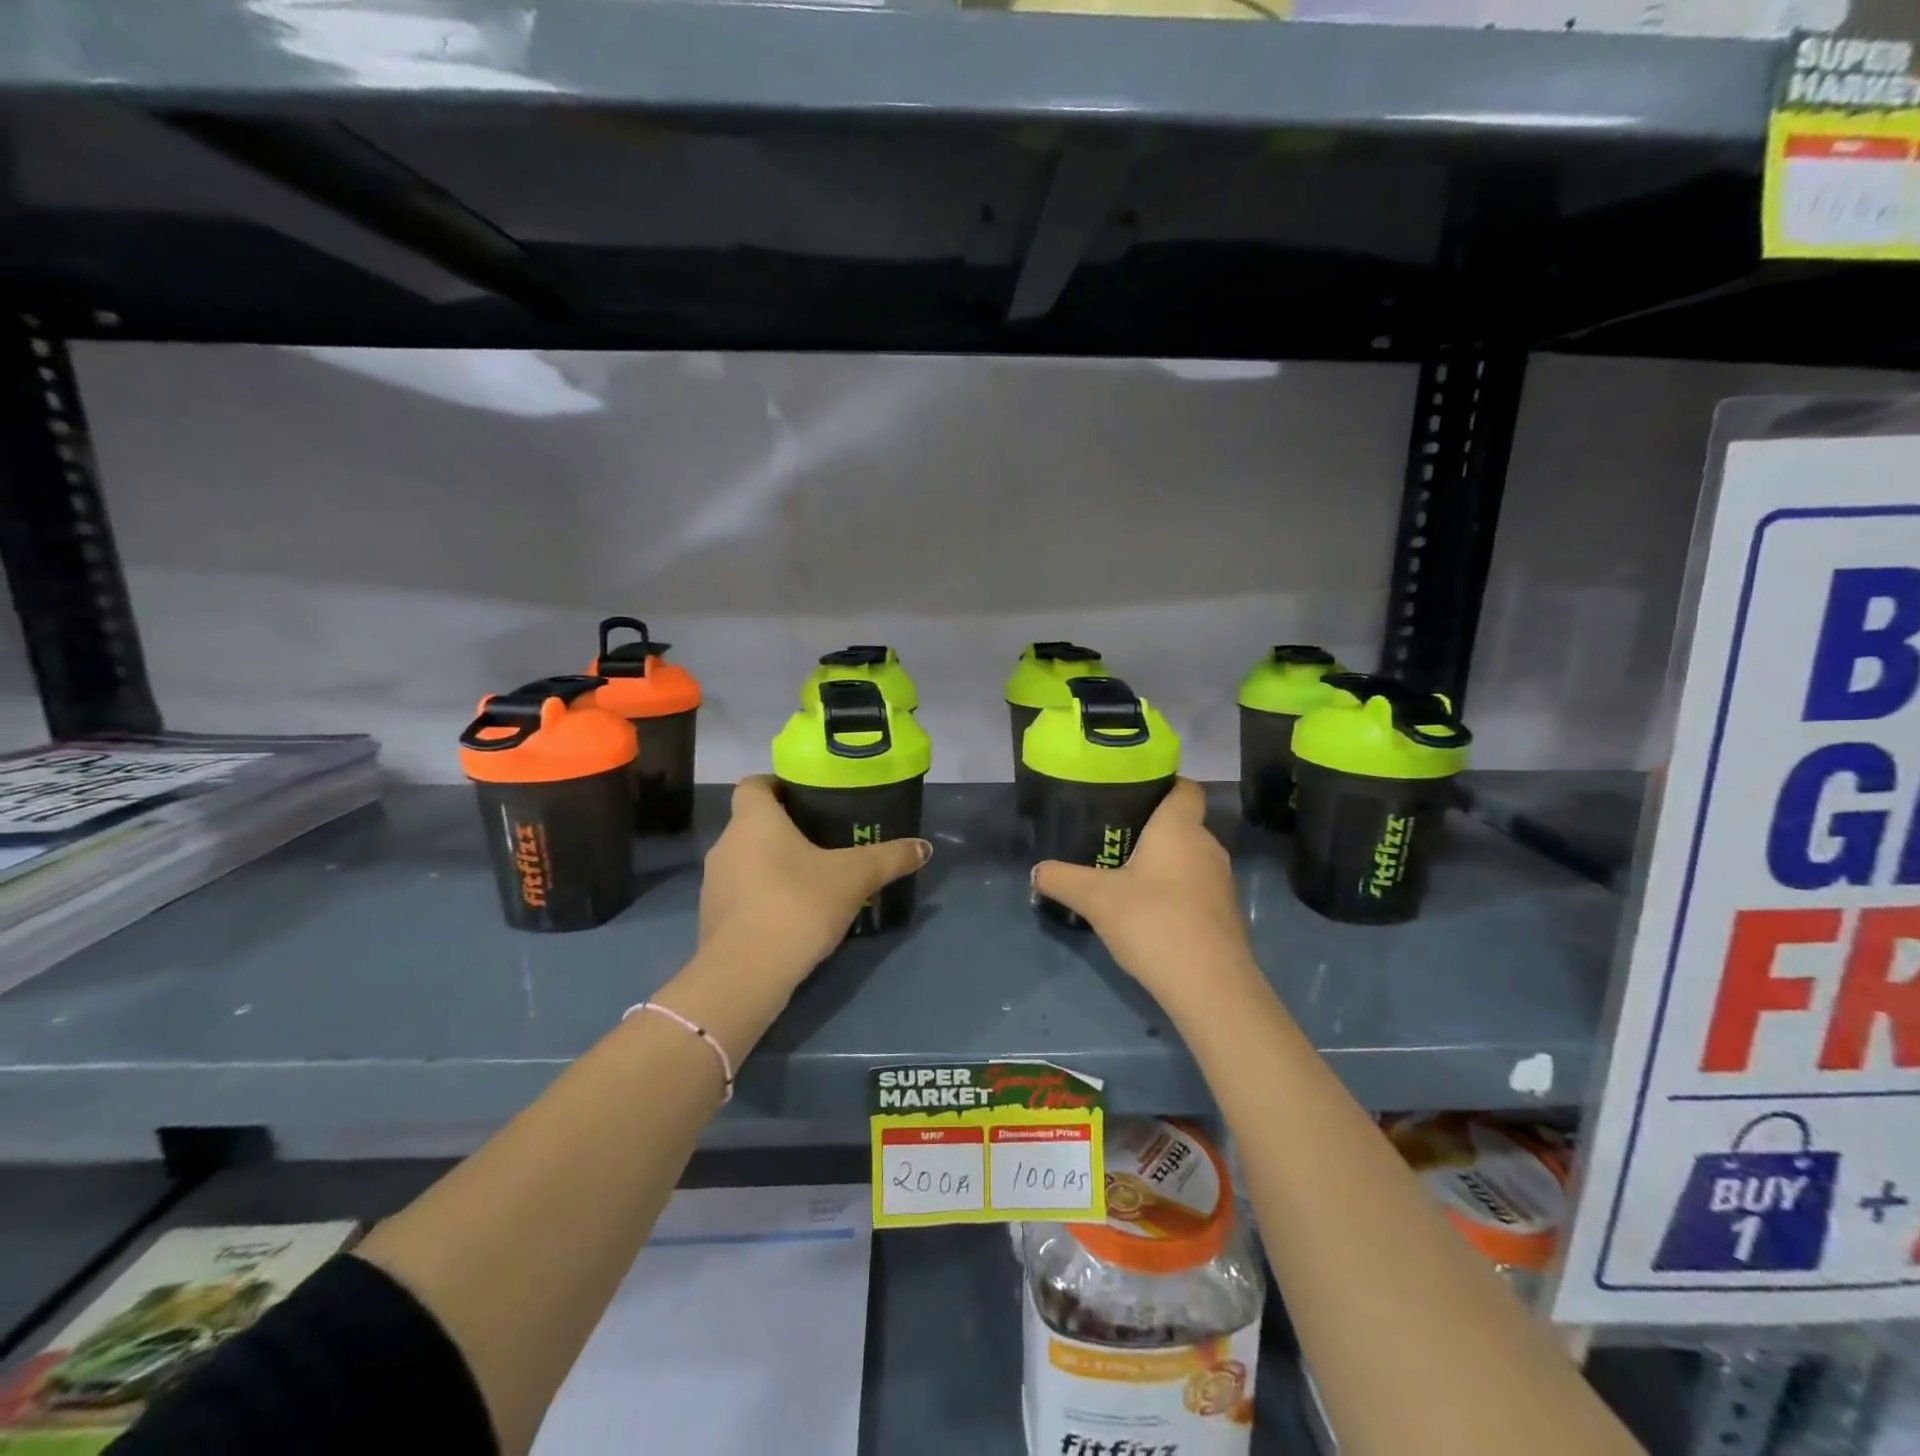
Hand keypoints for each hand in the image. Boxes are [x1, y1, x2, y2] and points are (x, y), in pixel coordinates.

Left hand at [698, 775, 931, 983]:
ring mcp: (713, 884)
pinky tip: (792, 915)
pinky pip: (741, 895)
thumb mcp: (855, 877)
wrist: (747, 973)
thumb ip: (890, 858)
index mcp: (754, 820)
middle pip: (752, 824)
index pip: (754, 785)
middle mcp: (727, 844)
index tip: (805, 797)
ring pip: (746, 861)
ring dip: (772, 865)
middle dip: (784, 829)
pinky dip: (763, 897)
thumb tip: (924, 847)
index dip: (777, 785)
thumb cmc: (798, 903)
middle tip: (823, 839)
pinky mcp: (712, 919)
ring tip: (811, 879)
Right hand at [1032, 779, 1254, 1001]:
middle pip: (1182, 824)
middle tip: (1112, 838)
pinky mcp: (1225, 914)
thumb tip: (1036, 871)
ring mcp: (1221, 882)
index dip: (1163, 784)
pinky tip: (1148, 912)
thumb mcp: (1095, 899)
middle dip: (1151, 828)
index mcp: (1179, 828)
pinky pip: (1196, 888)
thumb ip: (1061, 879)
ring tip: (1124, 875)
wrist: (1210, 986)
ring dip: (1162, 863)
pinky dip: (1174, 891)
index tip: (1131, 793)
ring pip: (1189, 858)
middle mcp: (1207, 846)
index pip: (1184, 788)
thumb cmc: (1153, 922)